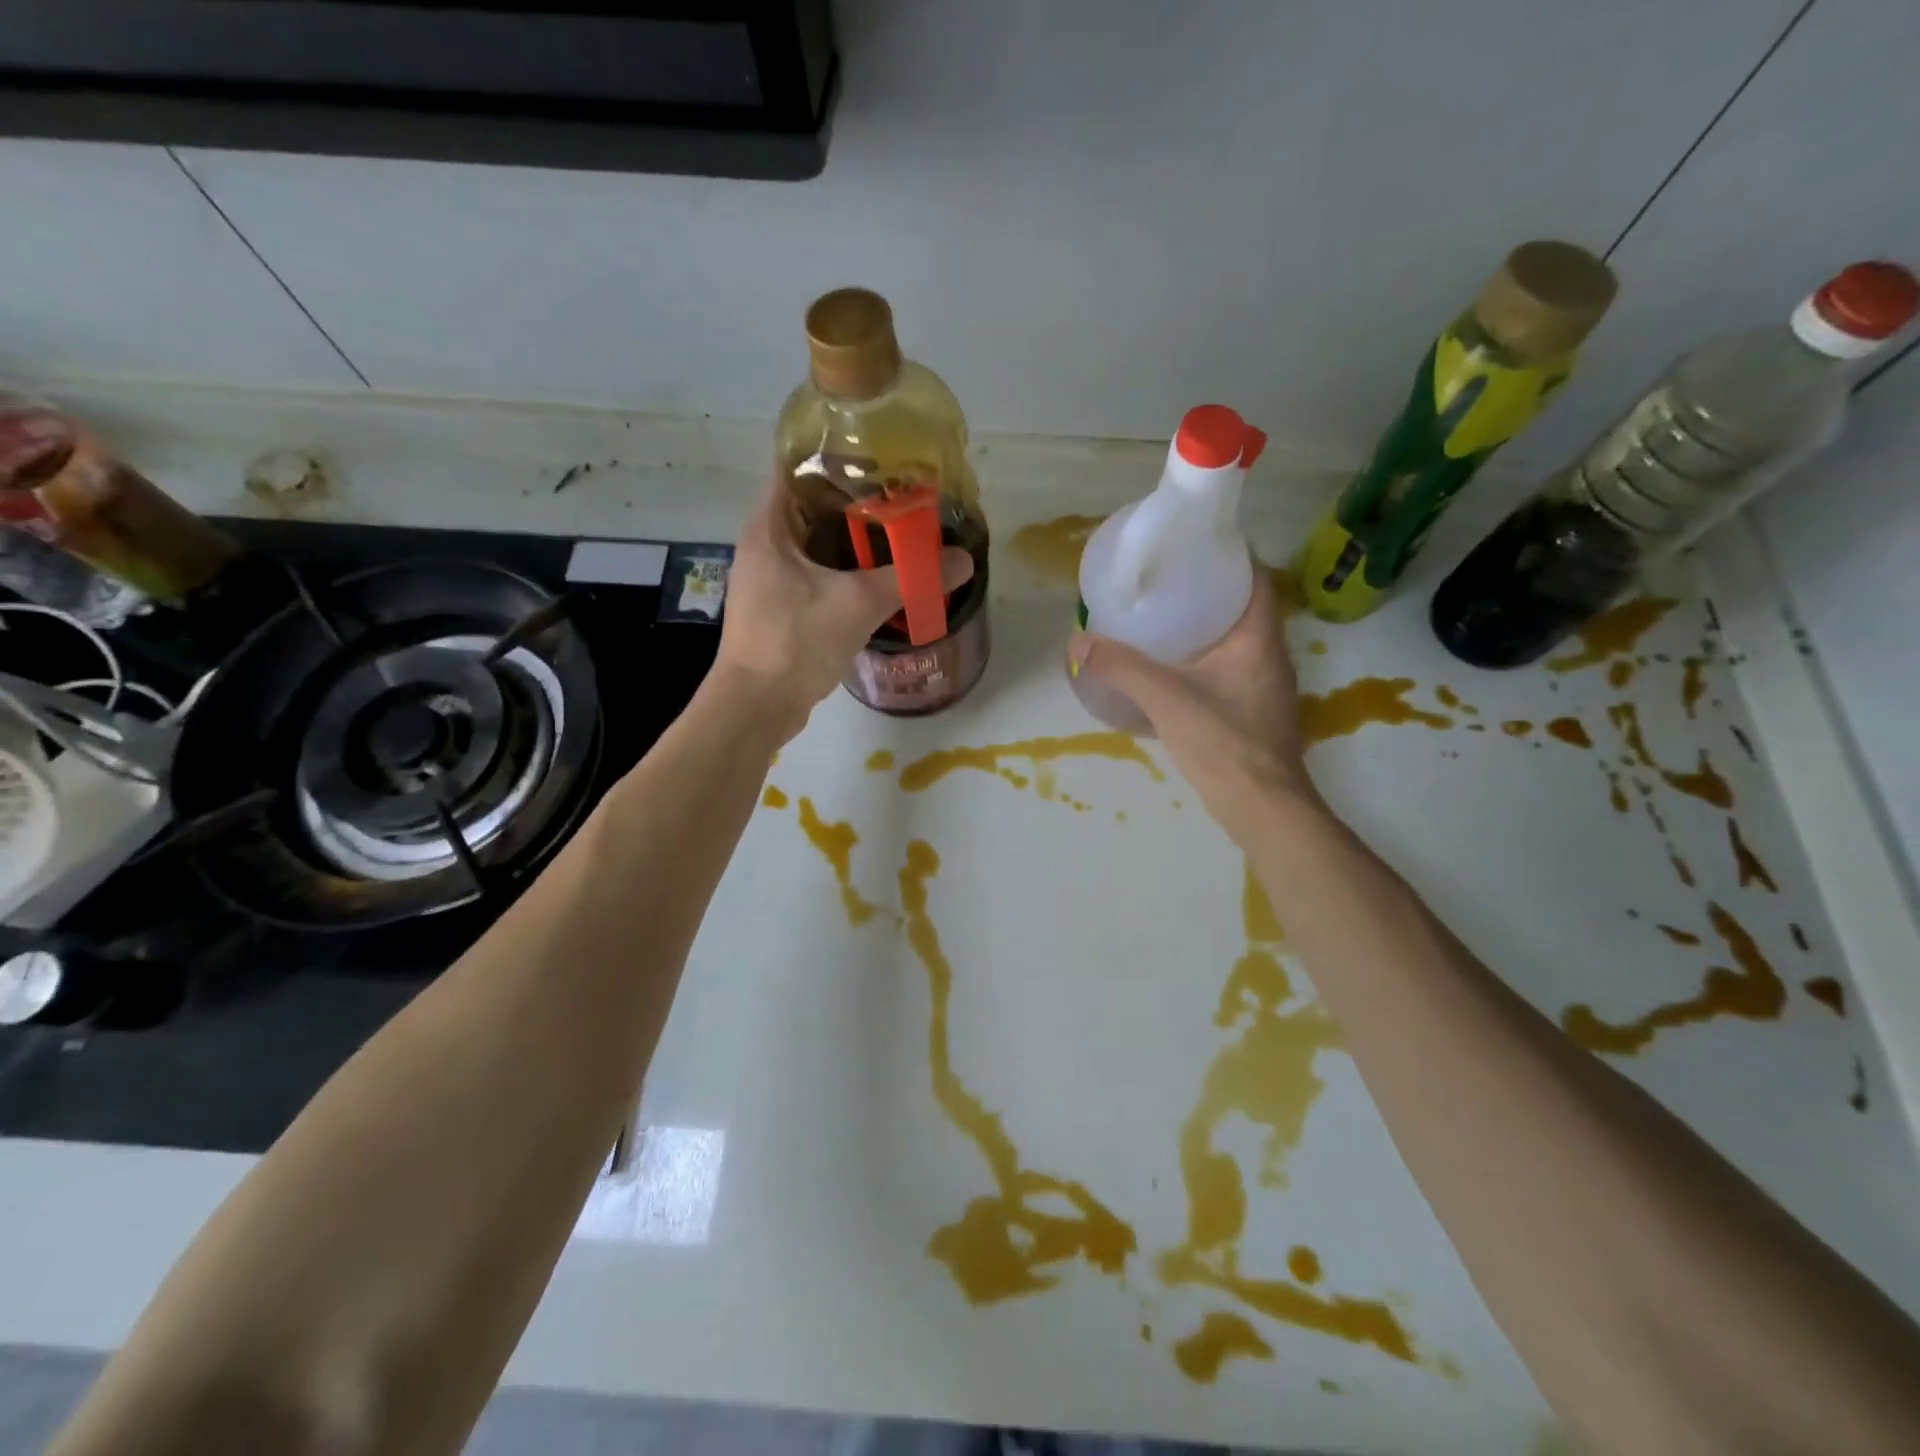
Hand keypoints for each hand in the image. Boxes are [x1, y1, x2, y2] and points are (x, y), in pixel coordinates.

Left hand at [713, 475, 973, 740]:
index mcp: (768, 527)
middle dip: (853, 501)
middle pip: (808, 505)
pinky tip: (874, 579)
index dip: (835, 458)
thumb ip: (910, 578)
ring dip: (849, 539)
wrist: (756, 706)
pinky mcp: (777, 607)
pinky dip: (841, 570)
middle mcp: (763, 545)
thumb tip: (963, 561)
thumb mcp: (858, 604)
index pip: (795, 467)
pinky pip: (812, 573)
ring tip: (895, 535)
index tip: (877, 461)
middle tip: (899, 499)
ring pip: (812, 543)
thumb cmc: (796, 642)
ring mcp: (767, 578)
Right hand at [1067, 572, 1315, 837]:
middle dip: (1211, 592)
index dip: (1231, 558)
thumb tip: (1077, 641)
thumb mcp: (1165, 698)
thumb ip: (1121, 667)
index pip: (1257, 579)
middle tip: (1168, 583)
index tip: (1194, 550)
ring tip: (1167, 620)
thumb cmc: (1222, 741)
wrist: (1262, 806)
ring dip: (1210, 627)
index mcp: (1259, 638)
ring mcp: (1268, 687)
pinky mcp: (1257, 712)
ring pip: (1240, 641)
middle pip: (1246, 608)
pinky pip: (1234, 669)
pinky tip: (1177, 670)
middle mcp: (1272, 656)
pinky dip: (1209, 659)